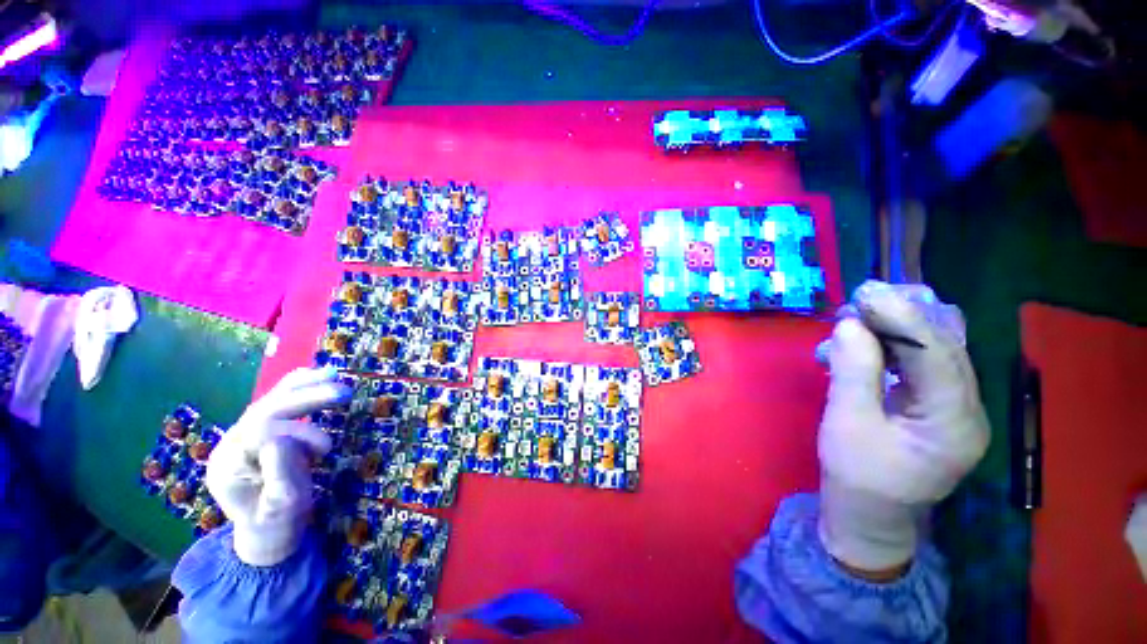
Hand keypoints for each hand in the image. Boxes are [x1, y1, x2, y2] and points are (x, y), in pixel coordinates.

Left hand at [206, 367, 350, 566]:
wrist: (266, 533)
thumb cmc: (276, 524)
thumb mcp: (283, 508)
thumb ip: (280, 474)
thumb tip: (282, 440)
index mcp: (228, 464)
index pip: (262, 433)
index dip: (299, 433)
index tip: (328, 450)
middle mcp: (230, 443)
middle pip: (266, 409)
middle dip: (306, 398)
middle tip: (343, 393)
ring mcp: (242, 435)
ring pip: (270, 400)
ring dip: (304, 386)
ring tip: (333, 374)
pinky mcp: (258, 431)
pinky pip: (276, 402)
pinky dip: (297, 387)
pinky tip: (316, 375)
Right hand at [818, 281, 989, 575]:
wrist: (870, 516)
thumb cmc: (856, 476)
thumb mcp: (846, 424)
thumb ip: (853, 373)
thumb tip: (850, 326)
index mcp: (954, 425)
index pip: (938, 357)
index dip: (903, 319)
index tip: (866, 293)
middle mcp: (969, 411)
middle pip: (945, 348)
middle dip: (904, 317)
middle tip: (862, 297)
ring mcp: (958, 409)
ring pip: (938, 352)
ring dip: (900, 327)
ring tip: (862, 312)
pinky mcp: (941, 407)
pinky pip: (926, 364)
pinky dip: (898, 345)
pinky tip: (872, 338)